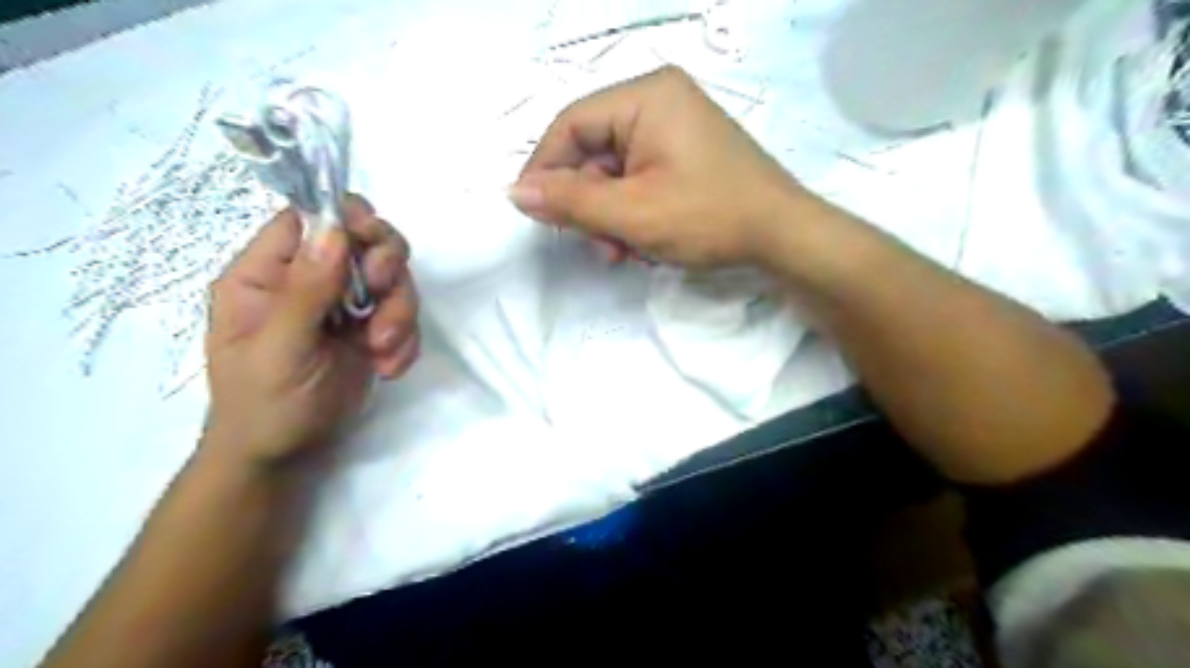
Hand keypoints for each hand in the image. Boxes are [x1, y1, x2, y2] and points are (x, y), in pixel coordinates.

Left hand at [207, 195, 421, 465]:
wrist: (286, 456)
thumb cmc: (263, 403)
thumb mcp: (280, 348)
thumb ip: (306, 290)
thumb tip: (335, 229)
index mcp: (268, 273)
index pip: (309, 219)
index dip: (345, 219)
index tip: (371, 242)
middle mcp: (310, 280)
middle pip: (364, 242)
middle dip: (385, 269)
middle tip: (382, 294)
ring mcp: (345, 305)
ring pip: (393, 280)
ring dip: (399, 314)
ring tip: (382, 351)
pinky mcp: (372, 330)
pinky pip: (405, 315)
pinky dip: (405, 340)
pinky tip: (387, 367)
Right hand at [512, 66, 809, 269]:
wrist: (783, 237)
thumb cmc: (708, 217)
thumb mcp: (632, 213)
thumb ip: (570, 201)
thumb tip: (516, 192)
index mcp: (646, 96)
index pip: (571, 125)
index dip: (544, 168)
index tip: (531, 210)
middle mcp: (659, 100)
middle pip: (594, 151)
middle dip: (588, 204)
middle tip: (595, 244)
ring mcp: (675, 127)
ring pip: (615, 171)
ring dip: (610, 216)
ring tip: (622, 252)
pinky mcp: (685, 153)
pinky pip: (639, 178)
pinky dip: (632, 212)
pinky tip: (640, 243)